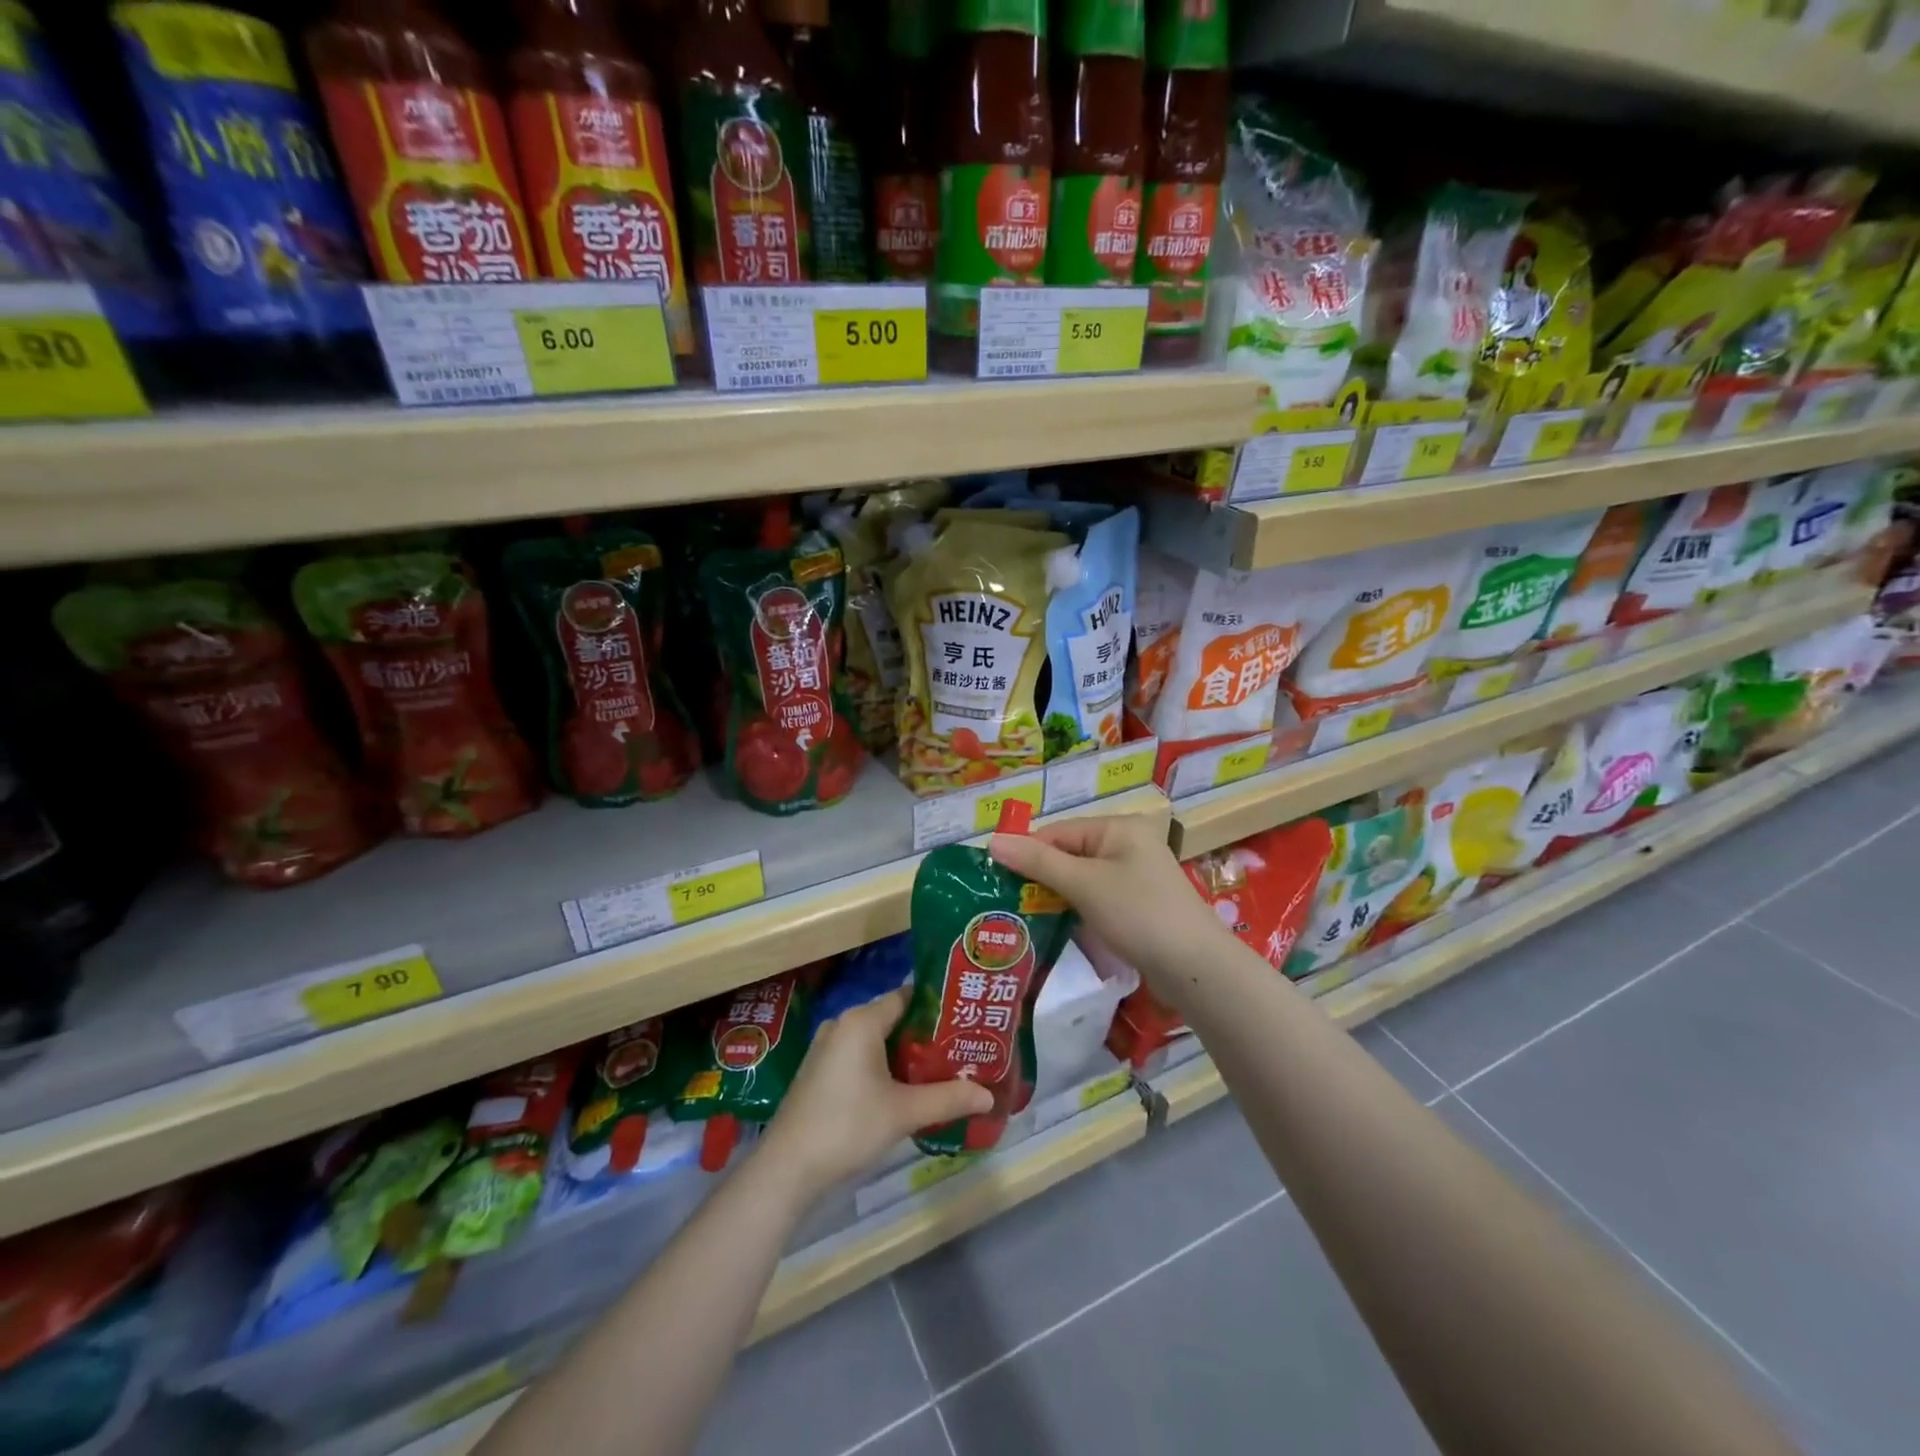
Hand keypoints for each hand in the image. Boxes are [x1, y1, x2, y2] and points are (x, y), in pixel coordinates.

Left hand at [760, 987, 992, 1203]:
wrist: (787, 1168)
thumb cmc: (848, 1127)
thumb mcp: (904, 1112)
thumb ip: (948, 1098)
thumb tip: (989, 1095)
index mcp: (862, 1020)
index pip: (907, 996)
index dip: (938, 1006)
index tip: (966, 1019)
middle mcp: (842, 1024)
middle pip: (893, 1018)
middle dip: (925, 1034)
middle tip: (960, 1049)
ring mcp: (826, 1047)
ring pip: (876, 1040)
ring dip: (904, 1054)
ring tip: (940, 1070)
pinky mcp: (818, 1071)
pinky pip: (859, 1056)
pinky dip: (882, 1066)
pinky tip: (903, 1089)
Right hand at [988, 815, 1228, 991]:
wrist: (1195, 968)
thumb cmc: (1138, 913)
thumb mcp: (1083, 884)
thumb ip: (1037, 861)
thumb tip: (992, 840)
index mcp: (1118, 827)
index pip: (1057, 831)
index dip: (1026, 853)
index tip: (995, 881)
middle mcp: (1128, 844)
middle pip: (1069, 854)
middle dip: (1039, 877)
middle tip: (1005, 903)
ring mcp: (1135, 876)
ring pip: (1081, 879)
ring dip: (1055, 896)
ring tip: (1022, 917)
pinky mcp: (1138, 905)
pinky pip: (1096, 898)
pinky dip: (1076, 909)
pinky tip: (1056, 927)